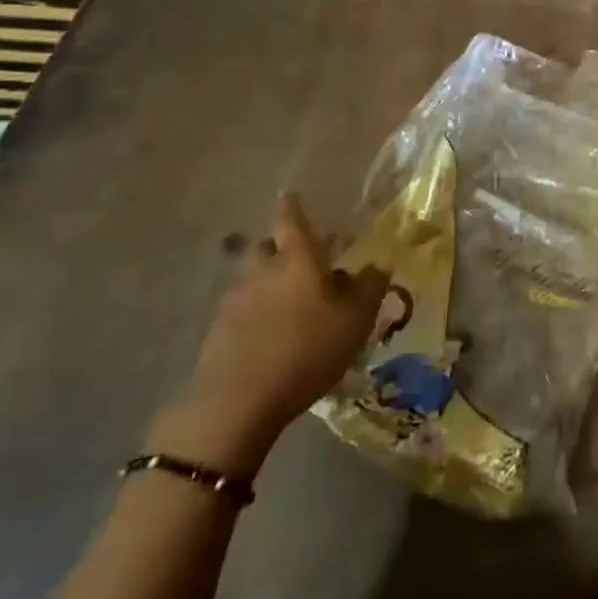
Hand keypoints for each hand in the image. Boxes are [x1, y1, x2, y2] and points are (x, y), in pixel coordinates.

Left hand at [152, 194, 386, 477]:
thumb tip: (379, 263)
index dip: (293, 206)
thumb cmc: (306, 350)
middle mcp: (263, 269)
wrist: (236, 403)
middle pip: (269, 247)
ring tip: (290, 306)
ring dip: (270, 285)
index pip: (291, 218)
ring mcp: (235, 299)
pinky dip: (256, 315)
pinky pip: (242, 311)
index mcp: (297, 257)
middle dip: (283, 249)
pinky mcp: (218, 331)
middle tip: (303, 261)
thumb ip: (370, 288)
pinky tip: (269, 338)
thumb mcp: (355, 321)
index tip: (290, 195)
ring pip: (255, 280)